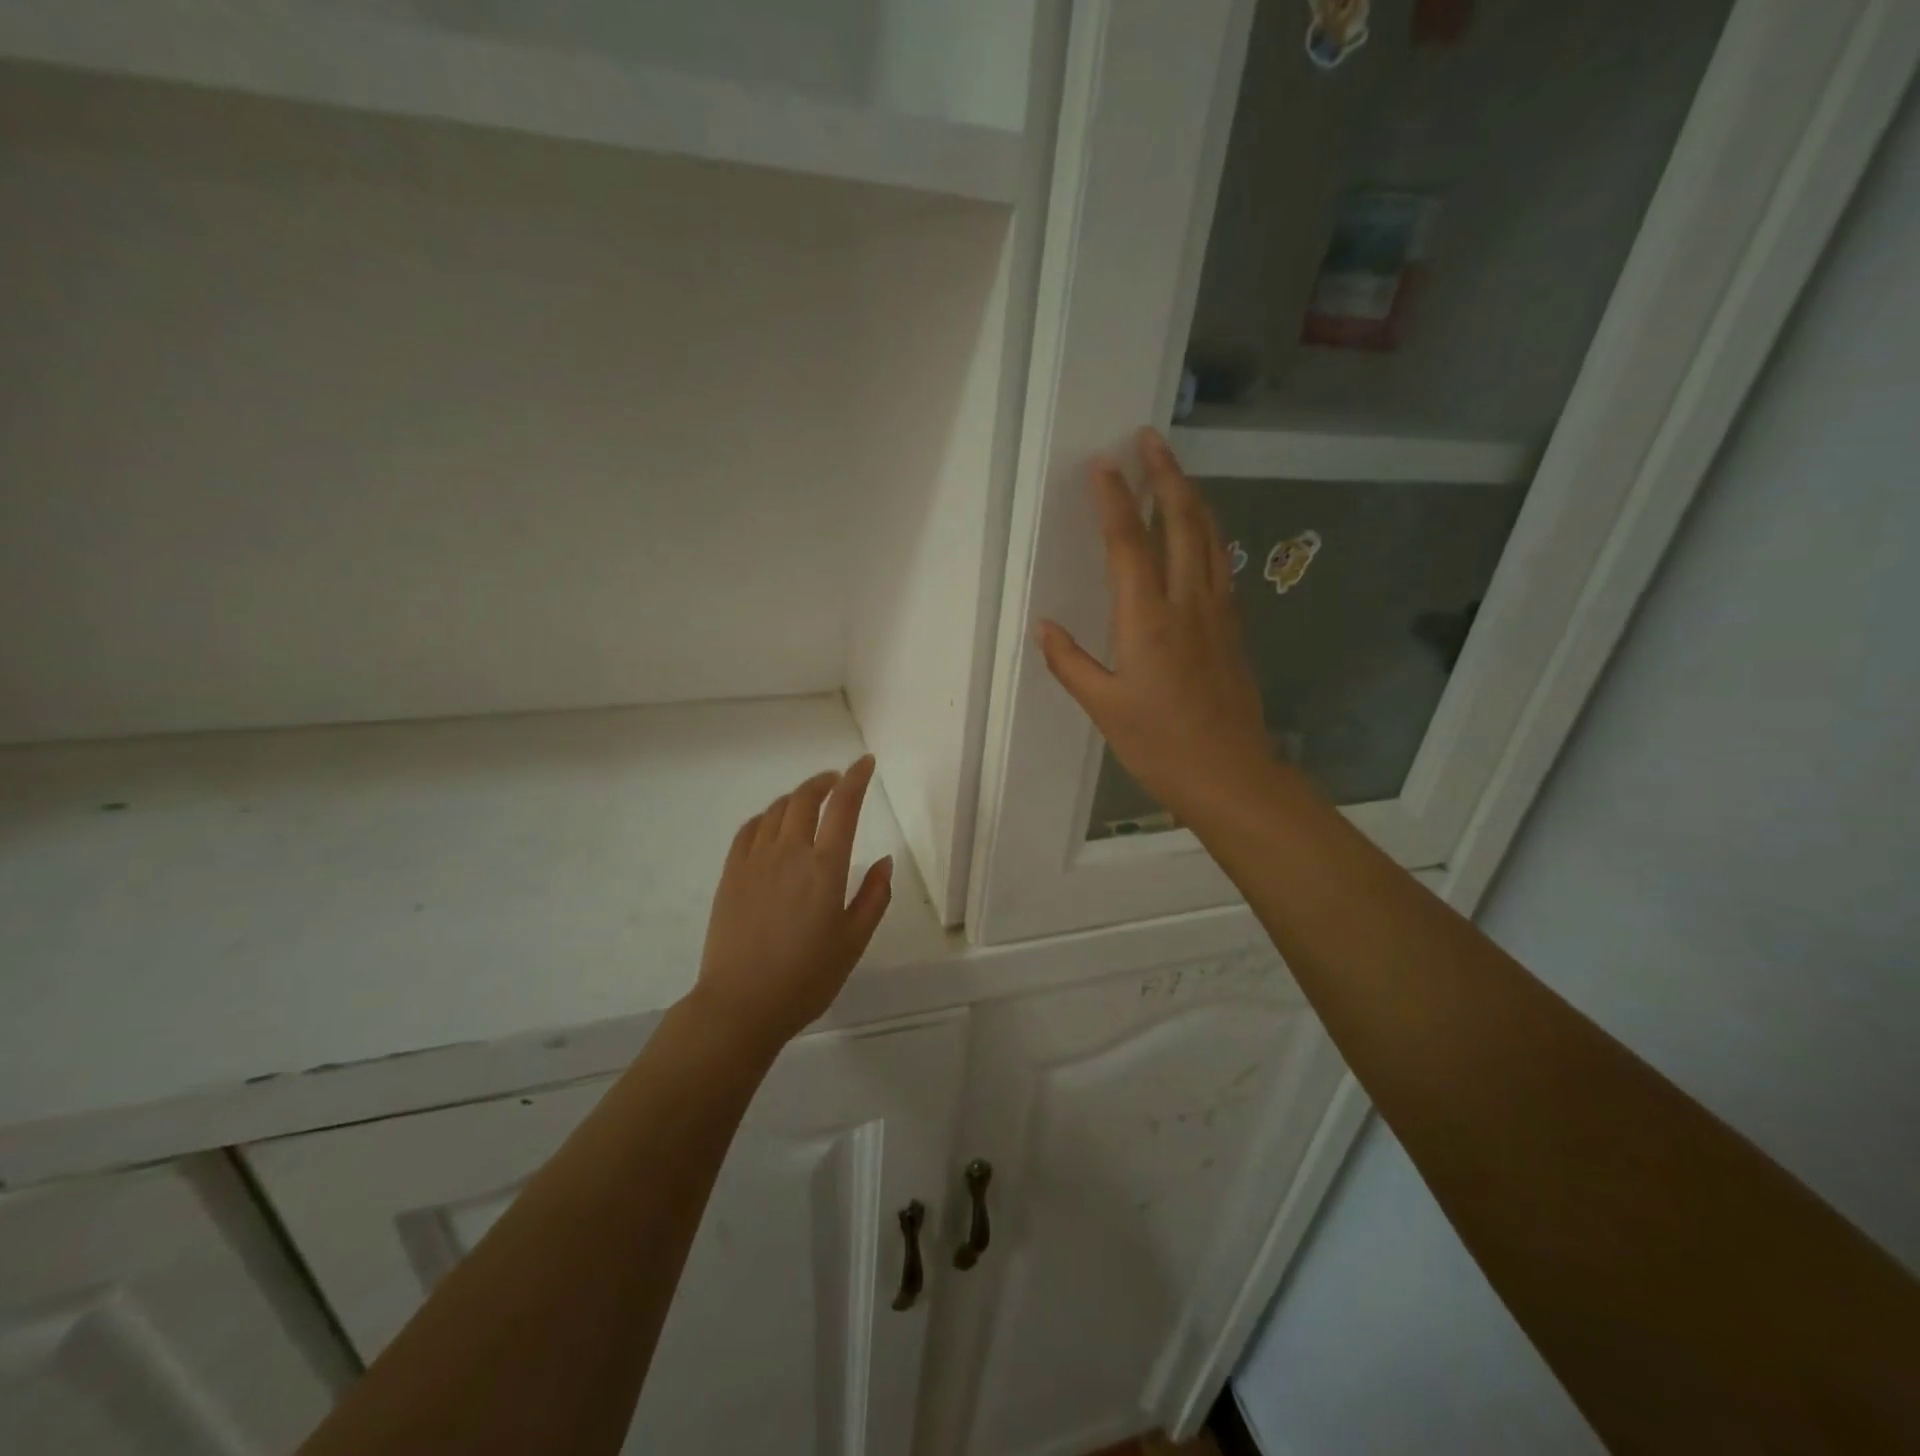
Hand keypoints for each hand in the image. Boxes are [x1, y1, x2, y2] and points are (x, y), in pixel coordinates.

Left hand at [688, 756, 893, 1054]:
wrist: (741, 1004)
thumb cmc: (806, 978)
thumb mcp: (853, 942)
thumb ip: (874, 897)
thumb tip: (885, 861)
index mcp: (825, 868)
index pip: (844, 807)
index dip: (856, 779)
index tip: (865, 763)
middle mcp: (789, 853)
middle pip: (805, 799)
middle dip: (824, 782)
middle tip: (837, 781)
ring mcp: (754, 861)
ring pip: (776, 811)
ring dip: (796, 797)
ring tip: (809, 802)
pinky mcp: (731, 874)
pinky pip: (749, 830)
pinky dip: (766, 817)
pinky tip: (772, 825)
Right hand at [1039, 428, 1272, 823]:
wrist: (1231, 775)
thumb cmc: (1160, 745)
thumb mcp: (1104, 708)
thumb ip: (1070, 663)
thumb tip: (1045, 627)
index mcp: (1147, 619)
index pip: (1129, 543)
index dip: (1115, 500)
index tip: (1103, 465)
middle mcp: (1188, 603)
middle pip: (1182, 522)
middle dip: (1166, 476)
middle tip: (1150, 441)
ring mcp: (1218, 613)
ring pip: (1211, 538)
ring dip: (1193, 498)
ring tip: (1177, 473)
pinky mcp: (1234, 629)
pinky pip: (1222, 565)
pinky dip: (1209, 535)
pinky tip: (1203, 534)